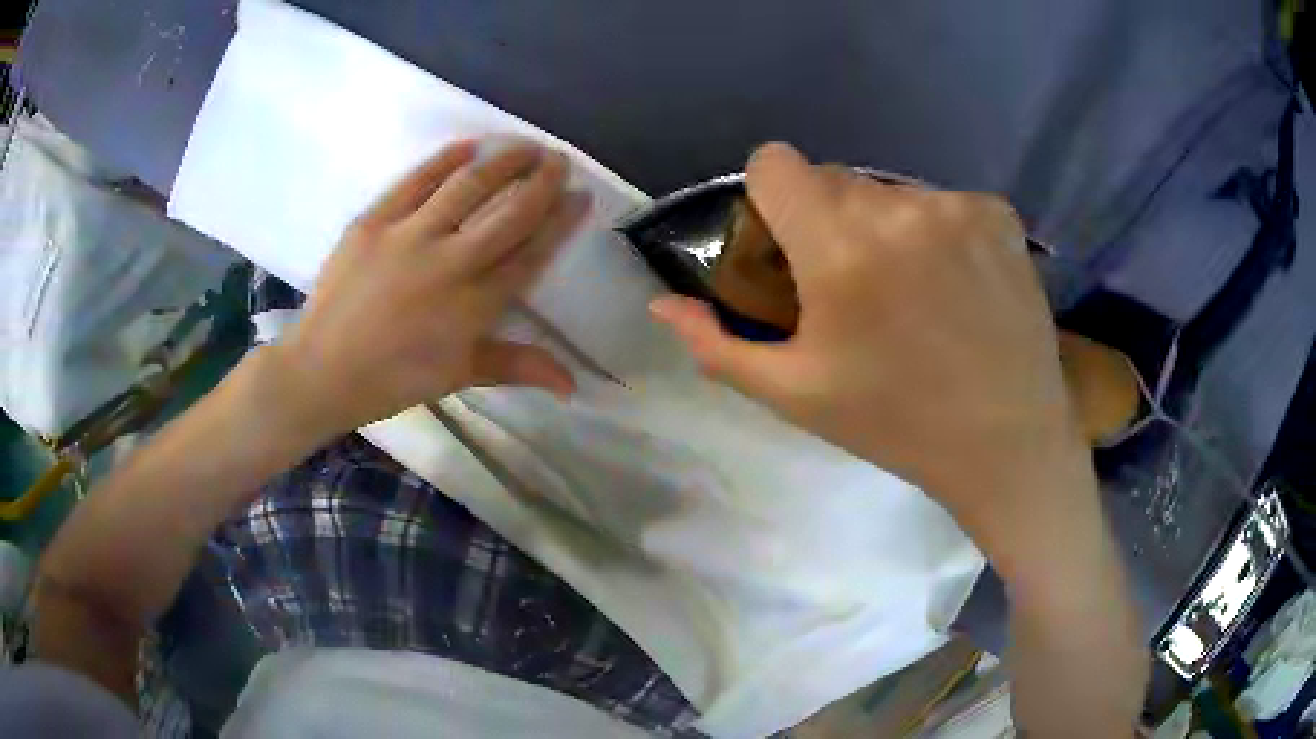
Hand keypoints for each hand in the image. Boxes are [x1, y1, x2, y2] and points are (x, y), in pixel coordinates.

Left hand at [273, 140, 588, 436]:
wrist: (322, 370)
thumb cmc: (394, 379)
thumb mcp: (459, 375)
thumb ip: (518, 367)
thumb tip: (573, 385)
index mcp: (472, 307)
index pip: (529, 254)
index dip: (560, 222)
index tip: (580, 196)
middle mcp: (448, 264)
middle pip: (508, 213)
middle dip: (542, 182)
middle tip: (559, 161)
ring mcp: (408, 237)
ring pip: (468, 186)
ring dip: (504, 160)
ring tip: (525, 146)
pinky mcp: (373, 221)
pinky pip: (416, 181)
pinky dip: (445, 159)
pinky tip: (469, 145)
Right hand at [650, 143, 1090, 552]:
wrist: (1007, 443)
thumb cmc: (896, 424)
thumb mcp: (794, 395)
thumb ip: (716, 345)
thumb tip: (663, 305)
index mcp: (839, 248)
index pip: (774, 162)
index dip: (770, 200)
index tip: (789, 246)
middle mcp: (898, 207)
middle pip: (832, 177)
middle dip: (828, 220)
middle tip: (854, 286)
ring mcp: (957, 205)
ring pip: (889, 190)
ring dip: (885, 227)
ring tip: (913, 293)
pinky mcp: (999, 213)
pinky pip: (942, 201)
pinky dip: (939, 232)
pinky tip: (958, 286)